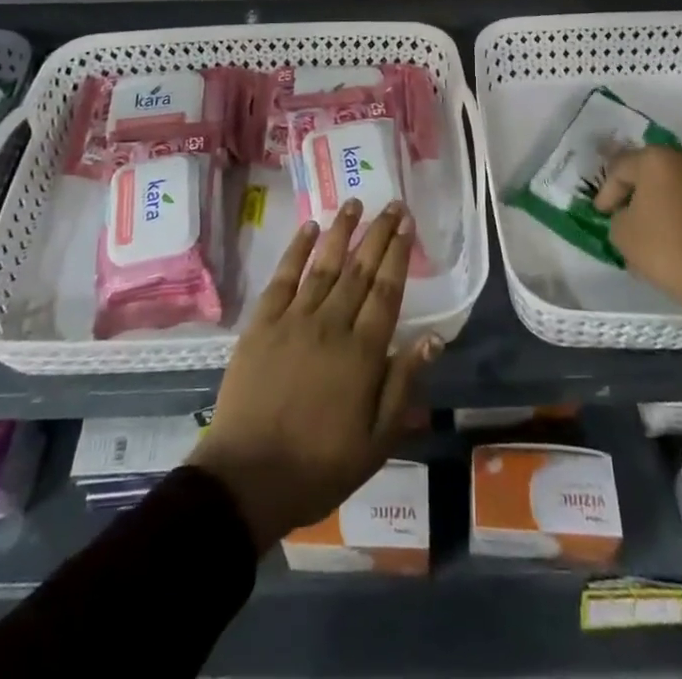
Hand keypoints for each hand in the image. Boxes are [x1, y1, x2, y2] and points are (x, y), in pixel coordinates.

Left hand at [189, 200, 440, 550]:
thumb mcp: (376, 441)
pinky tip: (309, 228)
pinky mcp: (262, 324)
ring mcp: (293, 320)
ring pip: (324, 265)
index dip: (399, 254)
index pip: (387, 291)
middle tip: (392, 204)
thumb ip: (403, 384)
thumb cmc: (319, 466)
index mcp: (362, 353)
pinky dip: (297, 250)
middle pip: (359, 269)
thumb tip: (433, 338)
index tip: (407, 225)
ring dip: (341, 231)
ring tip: (354, 203)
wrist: (248, 478)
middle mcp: (331, 325)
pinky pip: (283, 277)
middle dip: (378, 233)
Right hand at [595, 146, 681, 328]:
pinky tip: (672, 232)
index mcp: (656, 160)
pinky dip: (680, 210)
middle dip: (634, 190)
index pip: (620, 168)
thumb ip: (618, 215)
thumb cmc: (667, 250)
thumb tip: (630, 214)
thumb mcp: (623, 234)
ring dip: (659, 200)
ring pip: (674, 184)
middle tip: (621, 211)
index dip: (607, 191)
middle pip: (650, 170)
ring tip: (648, 225)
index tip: (600, 212)